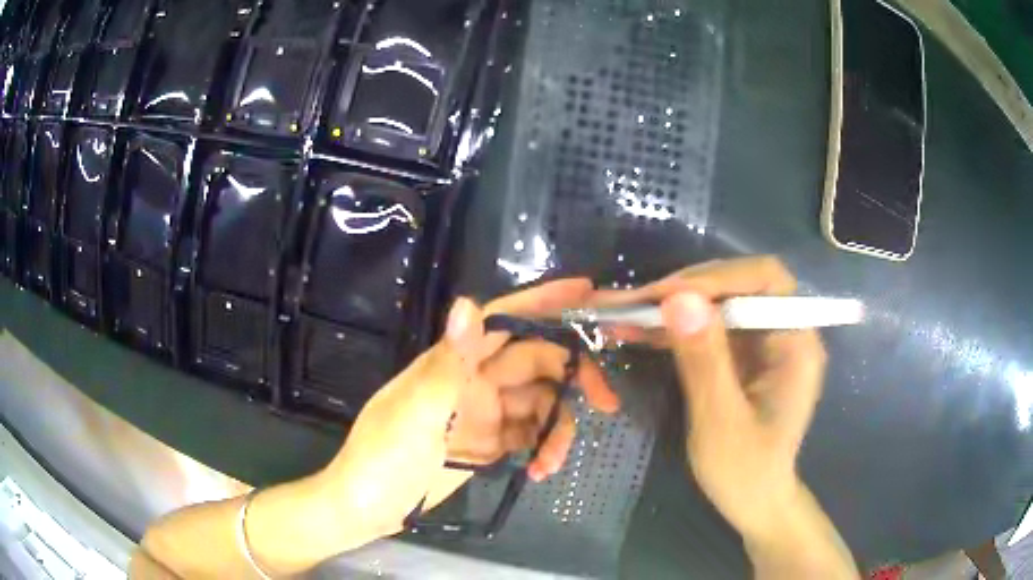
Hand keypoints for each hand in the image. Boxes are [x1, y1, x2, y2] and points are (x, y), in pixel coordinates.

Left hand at [318, 279, 619, 541]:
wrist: (366, 507)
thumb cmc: (381, 456)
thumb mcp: (413, 413)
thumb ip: (447, 362)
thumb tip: (468, 302)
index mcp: (453, 362)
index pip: (504, 320)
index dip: (545, 302)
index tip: (588, 293)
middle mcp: (473, 379)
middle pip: (537, 362)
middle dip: (574, 376)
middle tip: (606, 403)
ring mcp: (484, 412)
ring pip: (540, 403)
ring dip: (557, 428)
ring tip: (552, 461)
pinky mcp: (490, 442)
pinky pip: (530, 434)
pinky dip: (543, 448)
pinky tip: (541, 470)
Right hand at [591, 257, 854, 577]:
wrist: (754, 501)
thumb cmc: (746, 472)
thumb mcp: (721, 422)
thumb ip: (705, 362)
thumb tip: (678, 299)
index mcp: (795, 342)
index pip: (765, 279)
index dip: (718, 277)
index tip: (666, 295)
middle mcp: (782, 331)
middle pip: (737, 285)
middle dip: (685, 289)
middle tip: (633, 303)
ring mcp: (761, 342)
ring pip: (716, 302)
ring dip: (671, 306)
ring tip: (623, 312)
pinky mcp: (741, 355)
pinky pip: (706, 327)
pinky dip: (673, 327)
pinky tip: (638, 331)